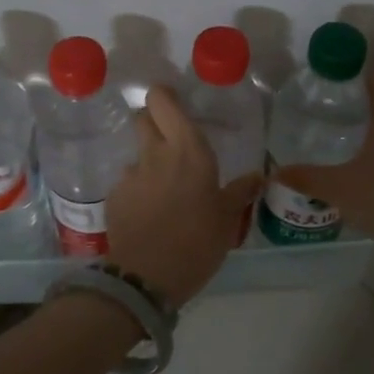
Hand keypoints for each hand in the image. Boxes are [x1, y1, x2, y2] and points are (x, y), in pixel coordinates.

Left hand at [107, 85, 261, 306]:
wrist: (147, 276)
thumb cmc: (197, 242)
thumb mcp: (228, 219)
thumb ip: (240, 192)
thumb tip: (258, 176)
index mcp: (188, 149)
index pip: (163, 101)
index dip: (165, 96)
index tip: (175, 104)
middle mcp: (155, 153)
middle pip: (144, 118)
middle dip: (153, 121)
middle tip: (171, 140)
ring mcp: (130, 174)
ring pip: (137, 154)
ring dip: (148, 162)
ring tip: (163, 190)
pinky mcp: (114, 196)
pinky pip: (128, 183)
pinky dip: (138, 191)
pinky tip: (148, 214)